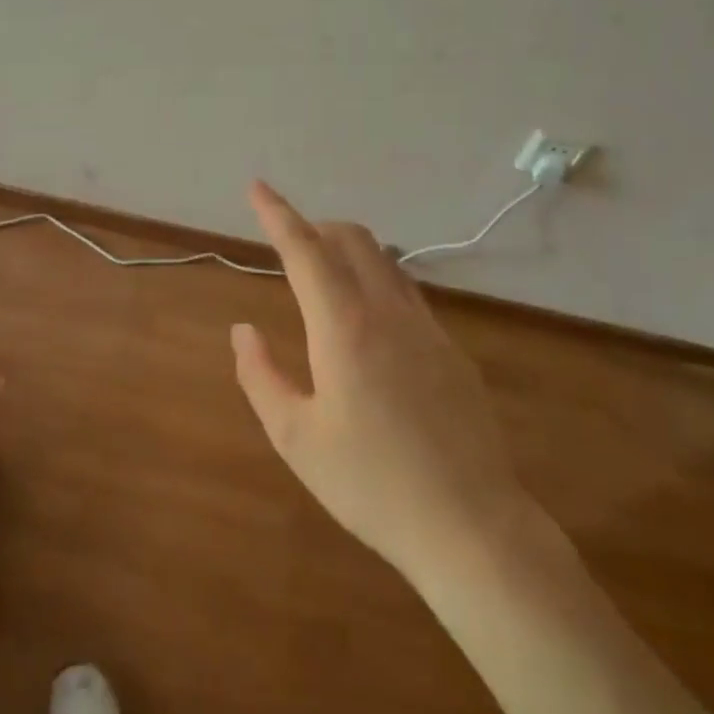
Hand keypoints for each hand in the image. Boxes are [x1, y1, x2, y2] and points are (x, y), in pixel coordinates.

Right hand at [231, 182, 533, 585]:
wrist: (470, 525)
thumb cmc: (369, 484)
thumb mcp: (295, 437)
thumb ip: (260, 375)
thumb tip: (243, 330)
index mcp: (344, 328)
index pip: (305, 251)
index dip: (277, 214)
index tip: (257, 187)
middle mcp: (388, 312)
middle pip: (353, 239)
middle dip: (316, 227)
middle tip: (288, 243)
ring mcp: (428, 328)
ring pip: (385, 262)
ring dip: (349, 251)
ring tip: (323, 276)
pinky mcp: (451, 350)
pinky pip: (407, 292)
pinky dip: (377, 281)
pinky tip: (368, 323)